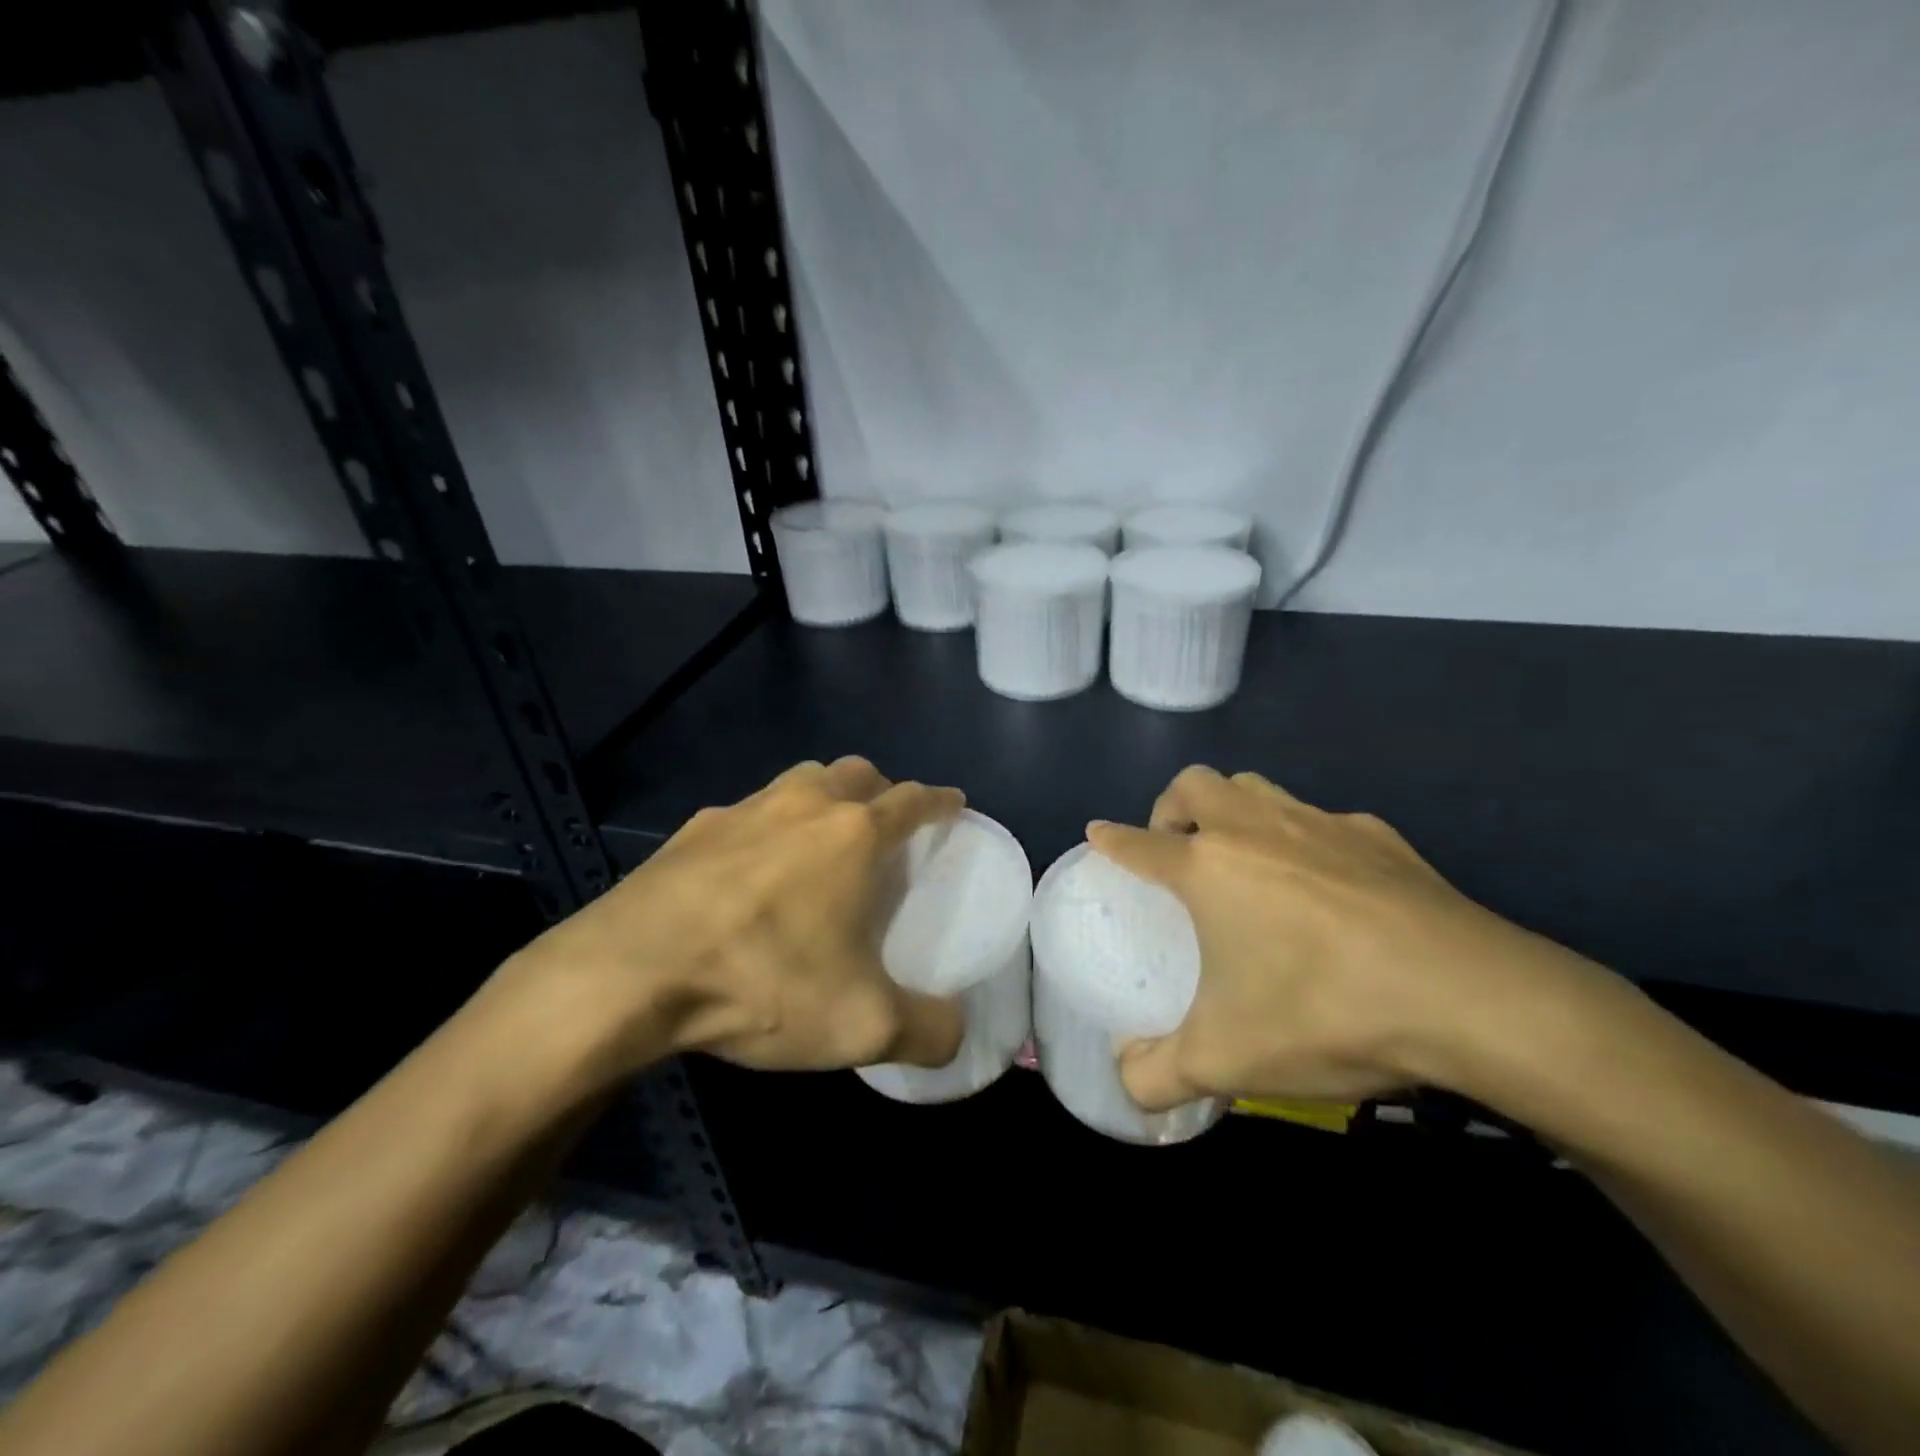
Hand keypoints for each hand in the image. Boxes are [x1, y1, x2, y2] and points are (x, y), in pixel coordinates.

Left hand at [488, 758, 966, 1087]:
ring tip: (823, 840)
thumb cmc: (761, 981)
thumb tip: (957, 1036)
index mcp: (852, 834)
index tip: (953, 805)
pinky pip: (746, 812)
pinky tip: (752, 869)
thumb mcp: (860, 1025)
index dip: (940, 801)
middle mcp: (802, 805)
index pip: (913, 799)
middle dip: (881, 790)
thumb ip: (925, 1031)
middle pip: (856, 772)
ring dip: (824, 797)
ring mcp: (742, 810)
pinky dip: (767, 826)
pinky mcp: (692, 829)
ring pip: (799, 781)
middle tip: (887, 826)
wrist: (628, 974)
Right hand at [1088, 766, 1599, 1110]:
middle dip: (1172, 807)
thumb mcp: (1226, 1061)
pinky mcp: (1379, 836)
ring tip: (1243, 859)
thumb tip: (1125, 1083)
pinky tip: (1327, 887)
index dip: (1112, 838)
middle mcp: (1256, 830)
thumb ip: (1156, 1075)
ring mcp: (1321, 824)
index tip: (1100, 834)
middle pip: (1196, 784)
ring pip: (1257, 787)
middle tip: (1178, 850)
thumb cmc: (1326, 1013)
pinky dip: (1302, 839)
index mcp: (1208, 868)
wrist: (1471, 998)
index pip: (1139, 842)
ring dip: (1233, 809)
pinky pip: (1322, 819)